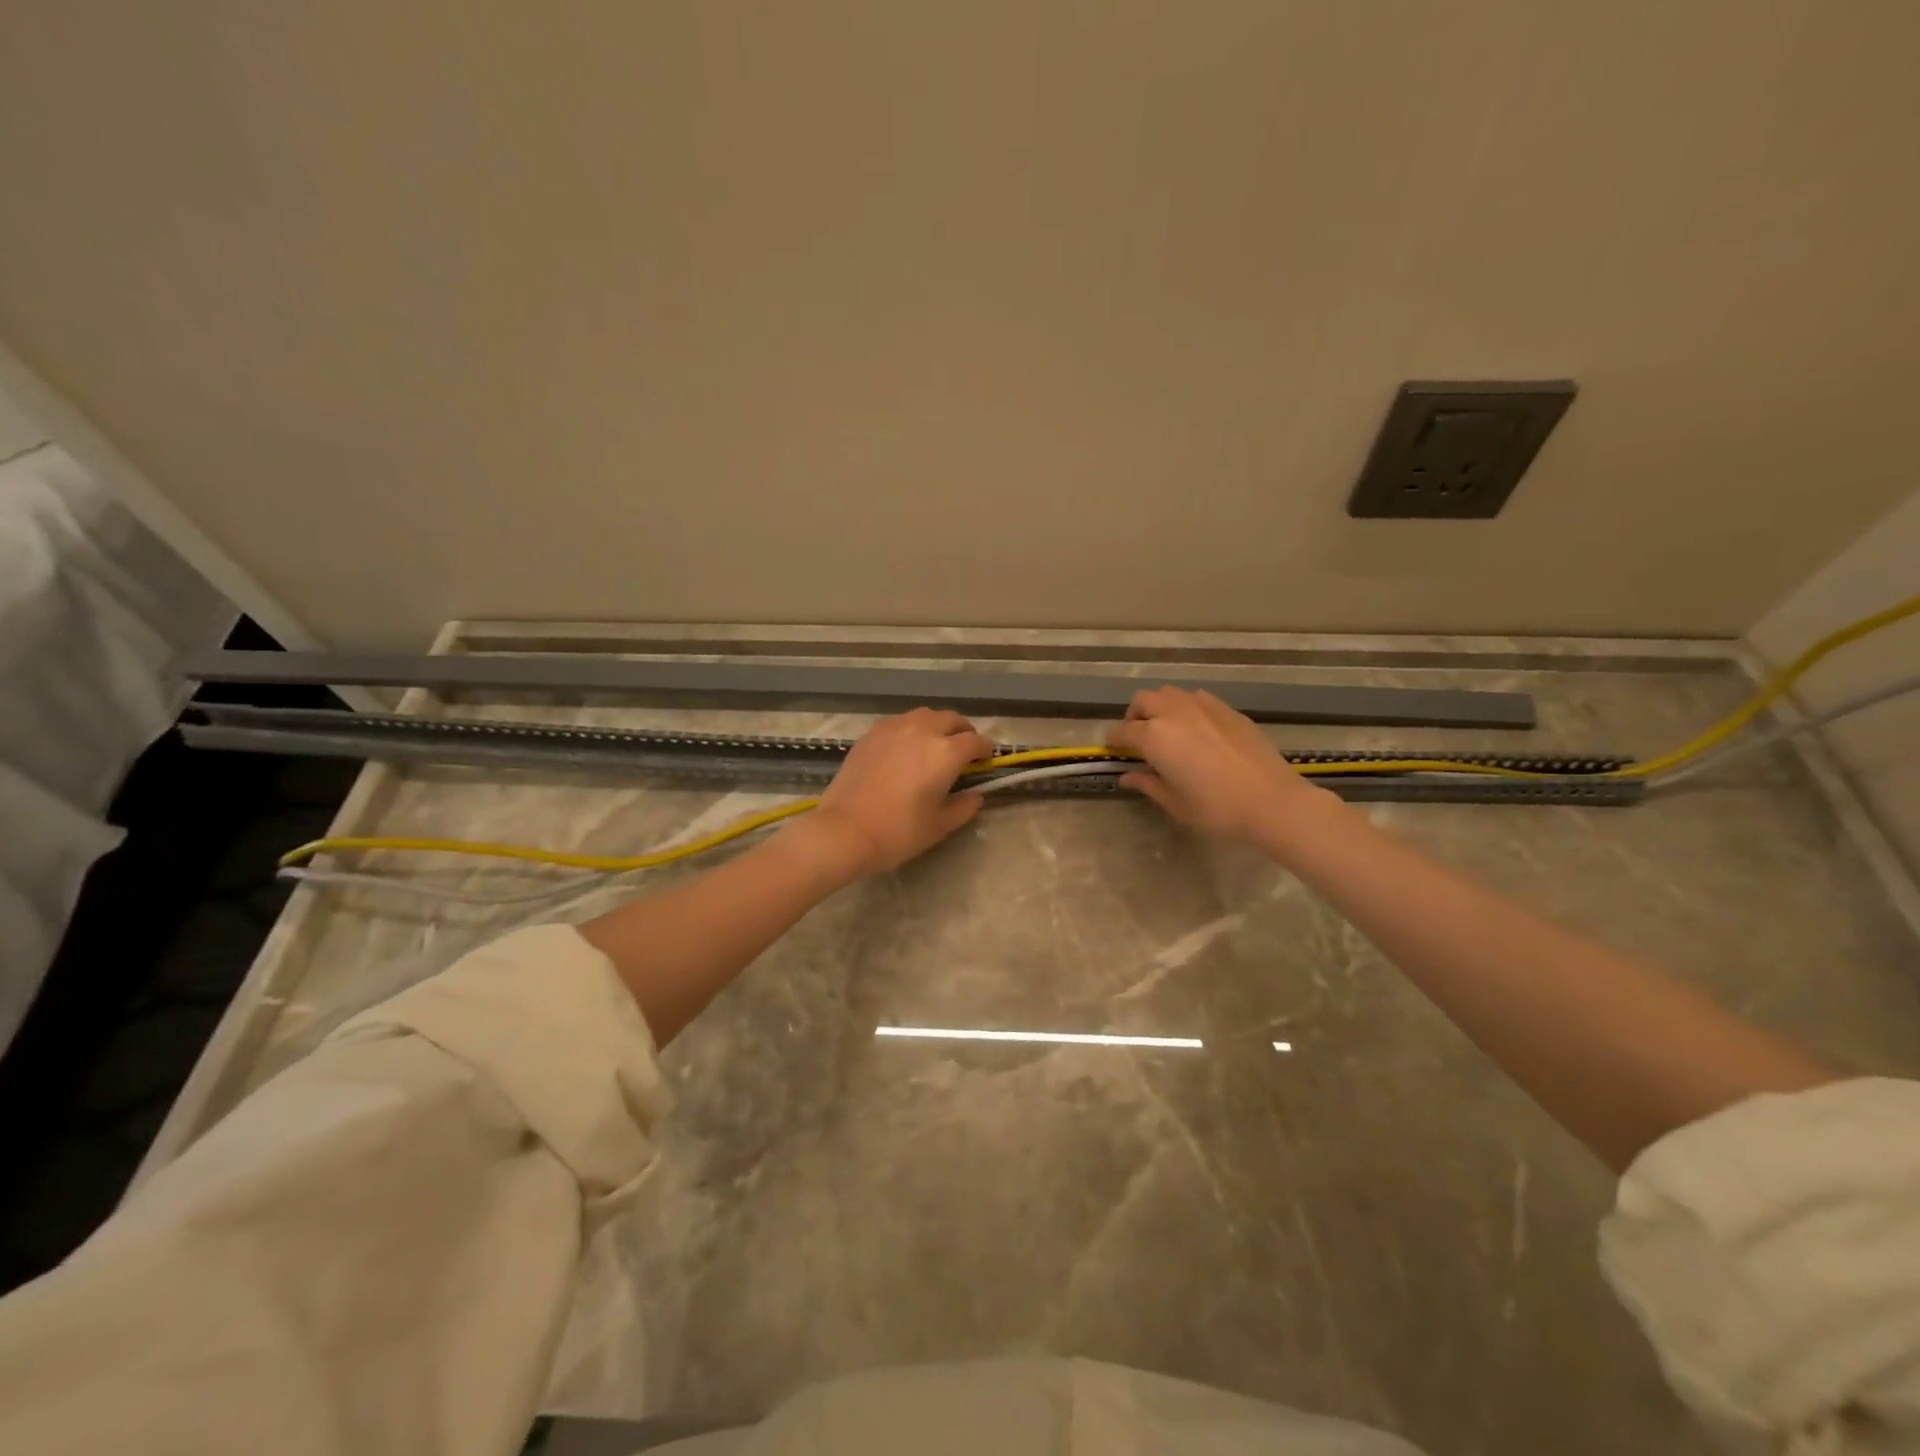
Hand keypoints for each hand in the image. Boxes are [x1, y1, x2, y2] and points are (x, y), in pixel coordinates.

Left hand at [801, 709, 993, 877]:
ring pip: (925, 715)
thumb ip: (964, 807)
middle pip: (951, 719)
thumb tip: (976, 795)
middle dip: (963, 731)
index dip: (985, 750)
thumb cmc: (898, 831)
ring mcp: (894, 728)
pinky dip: (911, 729)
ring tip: (935, 744)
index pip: (975, 741)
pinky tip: (906, 748)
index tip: (986, 760)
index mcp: (946, 752)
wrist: (845, 830)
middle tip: (964, 750)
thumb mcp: (939, 825)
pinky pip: (900, 722)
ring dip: (937, 725)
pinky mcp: (871, 734)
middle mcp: (922, 731)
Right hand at [1107, 687, 1332, 846]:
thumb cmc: (1216, 808)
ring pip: (1170, 693)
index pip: (1123, 731)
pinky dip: (1187, 707)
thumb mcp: (1174, 802)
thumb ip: (1148, 784)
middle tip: (1139, 739)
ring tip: (1167, 729)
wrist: (1272, 801)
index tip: (1114, 751)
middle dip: (1135, 716)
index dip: (1114, 741)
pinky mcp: (1228, 710)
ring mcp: (1203, 707)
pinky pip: (1197, 698)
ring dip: (1160, 707)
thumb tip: (1128, 776)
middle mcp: (1174, 713)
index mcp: (1154, 736)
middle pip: (1143, 701)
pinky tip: (1197, 728)